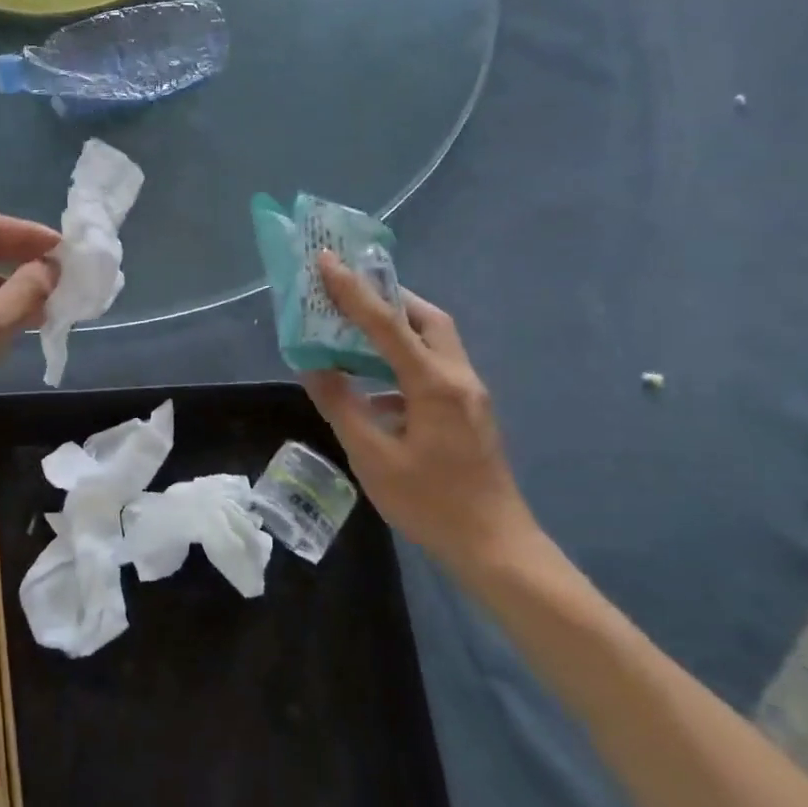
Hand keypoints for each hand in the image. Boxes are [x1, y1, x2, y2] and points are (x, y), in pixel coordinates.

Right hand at [301, 253, 539, 578]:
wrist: (495, 546)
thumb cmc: (431, 502)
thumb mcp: (372, 457)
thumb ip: (341, 405)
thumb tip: (312, 367)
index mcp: (434, 383)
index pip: (387, 324)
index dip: (353, 290)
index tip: (326, 259)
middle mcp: (458, 377)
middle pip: (426, 318)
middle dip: (388, 298)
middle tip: (350, 292)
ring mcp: (469, 394)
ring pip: (434, 341)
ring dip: (397, 328)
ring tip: (356, 329)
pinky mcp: (470, 411)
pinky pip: (434, 367)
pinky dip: (403, 361)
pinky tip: (375, 385)